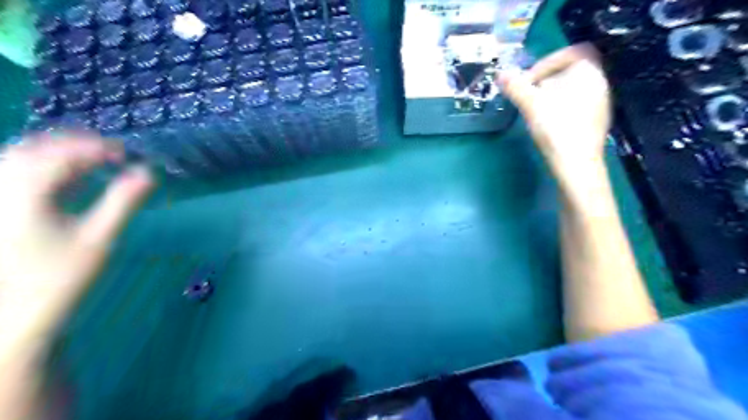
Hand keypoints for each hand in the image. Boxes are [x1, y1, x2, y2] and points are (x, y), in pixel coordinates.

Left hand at [0, 134, 153, 353]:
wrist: (16, 315)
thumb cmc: (60, 278)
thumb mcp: (99, 239)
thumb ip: (123, 202)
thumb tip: (148, 174)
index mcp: (22, 194)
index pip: (59, 155)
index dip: (94, 148)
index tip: (127, 153)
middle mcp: (1, 189)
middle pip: (34, 149)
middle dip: (75, 145)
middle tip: (112, 153)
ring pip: (21, 158)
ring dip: (60, 154)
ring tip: (94, 160)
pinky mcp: (2, 210)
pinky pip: (18, 175)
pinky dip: (48, 170)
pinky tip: (72, 177)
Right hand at [495, 42, 613, 184]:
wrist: (576, 165)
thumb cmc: (556, 129)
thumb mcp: (531, 105)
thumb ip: (516, 87)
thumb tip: (501, 74)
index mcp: (588, 73)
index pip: (572, 52)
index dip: (548, 61)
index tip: (530, 80)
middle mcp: (599, 84)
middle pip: (571, 71)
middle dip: (546, 80)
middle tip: (528, 95)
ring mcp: (600, 104)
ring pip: (573, 89)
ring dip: (551, 95)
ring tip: (534, 111)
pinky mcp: (595, 122)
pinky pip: (576, 105)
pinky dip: (560, 108)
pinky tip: (548, 124)